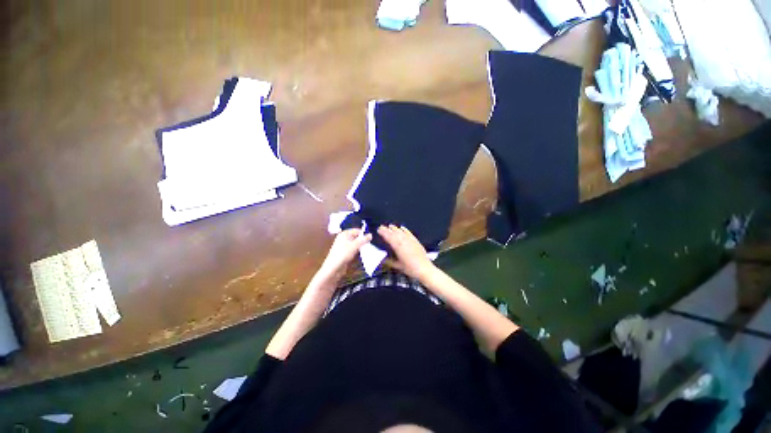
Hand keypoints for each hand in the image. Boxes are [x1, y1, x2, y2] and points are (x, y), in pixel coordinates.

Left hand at [318, 229, 371, 281]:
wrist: (333, 268)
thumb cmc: (343, 254)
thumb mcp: (354, 246)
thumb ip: (363, 240)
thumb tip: (371, 234)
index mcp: (344, 234)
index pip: (357, 230)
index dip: (364, 233)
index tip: (372, 237)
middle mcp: (344, 238)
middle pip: (356, 237)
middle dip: (364, 239)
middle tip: (373, 242)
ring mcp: (344, 246)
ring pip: (356, 243)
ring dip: (362, 245)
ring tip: (370, 247)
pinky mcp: (346, 253)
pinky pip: (354, 249)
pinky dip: (359, 250)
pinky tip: (365, 252)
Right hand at [378, 225, 436, 280]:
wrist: (424, 268)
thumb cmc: (410, 268)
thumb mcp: (398, 266)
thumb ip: (389, 262)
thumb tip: (382, 260)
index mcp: (398, 247)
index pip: (389, 237)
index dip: (383, 233)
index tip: (378, 230)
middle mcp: (404, 241)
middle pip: (394, 233)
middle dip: (387, 229)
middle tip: (382, 226)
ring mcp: (410, 240)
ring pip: (401, 232)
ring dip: (395, 228)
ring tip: (390, 225)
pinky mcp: (416, 241)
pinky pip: (409, 233)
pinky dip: (405, 229)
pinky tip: (402, 227)